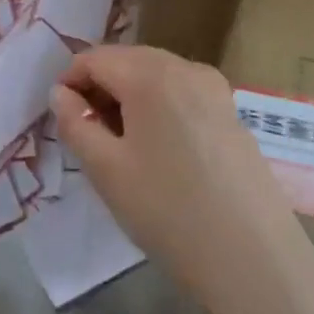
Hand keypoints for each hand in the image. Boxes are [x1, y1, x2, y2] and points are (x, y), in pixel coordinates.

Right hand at [50, 46, 308, 313]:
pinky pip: (182, 94)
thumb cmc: (167, 210)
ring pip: (157, 76)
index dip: (70, 81)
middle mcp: (186, 68)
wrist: (251, 256)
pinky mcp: (232, 113)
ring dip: (129, 97)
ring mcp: (215, 89)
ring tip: (120, 146)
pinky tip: (159, 151)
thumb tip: (61, 94)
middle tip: (87, 134)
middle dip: (100, 87)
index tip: (61, 119)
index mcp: (151, 74)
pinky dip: (159, 107)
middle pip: (129, 60)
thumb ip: (75, 123)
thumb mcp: (106, 170)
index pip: (96, 58)